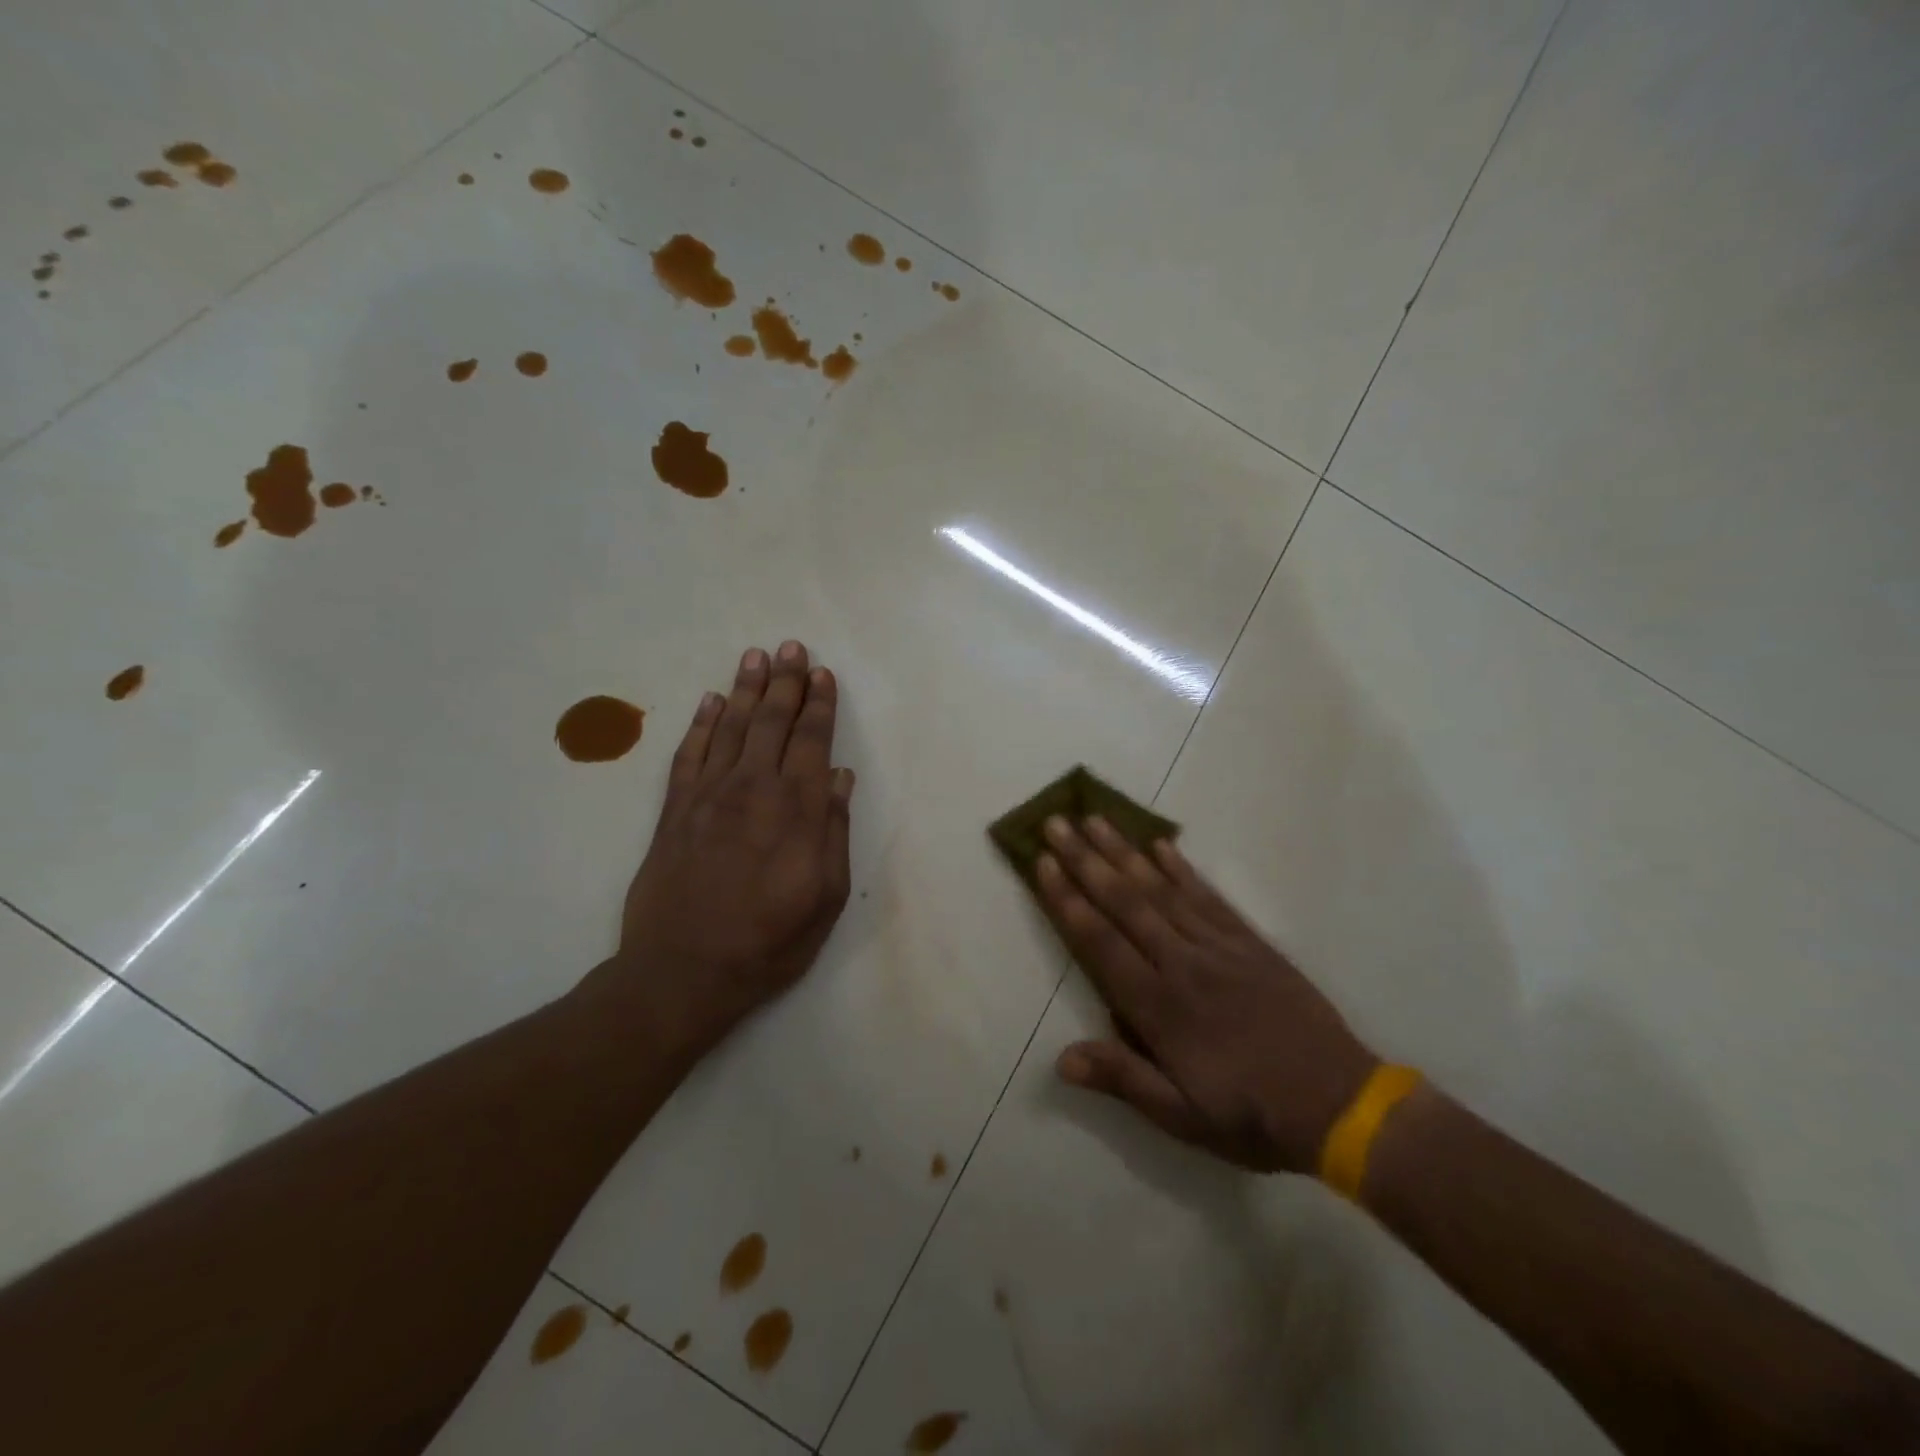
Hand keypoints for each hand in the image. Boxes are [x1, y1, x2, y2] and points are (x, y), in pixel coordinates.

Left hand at [593, 641, 854, 1058]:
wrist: (683, 972)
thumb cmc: (769, 941)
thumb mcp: (825, 897)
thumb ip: (833, 831)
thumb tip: (839, 778)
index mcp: (796, 810)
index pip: (811, 741)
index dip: (819, 705)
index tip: (822, 674)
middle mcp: (753, 789)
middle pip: (772, 722)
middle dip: (785, 682)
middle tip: (792, 647)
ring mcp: (708, 796)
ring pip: (731, 727)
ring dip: (746, 689)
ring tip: (756, 656)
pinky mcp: (674, 810)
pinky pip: (689, 754)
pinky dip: (702, 724)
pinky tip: (711, 701)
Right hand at [1036, 816, 1376, 1173]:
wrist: (1340, 1105)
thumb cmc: (1251, 1116)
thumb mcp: (1182, 1117)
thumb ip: (1122, 1079)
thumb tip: (1060, 1059)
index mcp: (1159, 1007)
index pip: (1100, 942)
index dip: (1067, 900)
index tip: (1043, 863)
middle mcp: (1182, 963)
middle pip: (1125, 902)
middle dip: (1085, 859)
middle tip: (1056, 822)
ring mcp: (1218, 946)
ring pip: (1161, 889)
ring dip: (1124, 851)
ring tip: (1095, 819)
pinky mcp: (1249, 941)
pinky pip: (1208, 896)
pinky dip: (1181, 868)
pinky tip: (1160, 844)